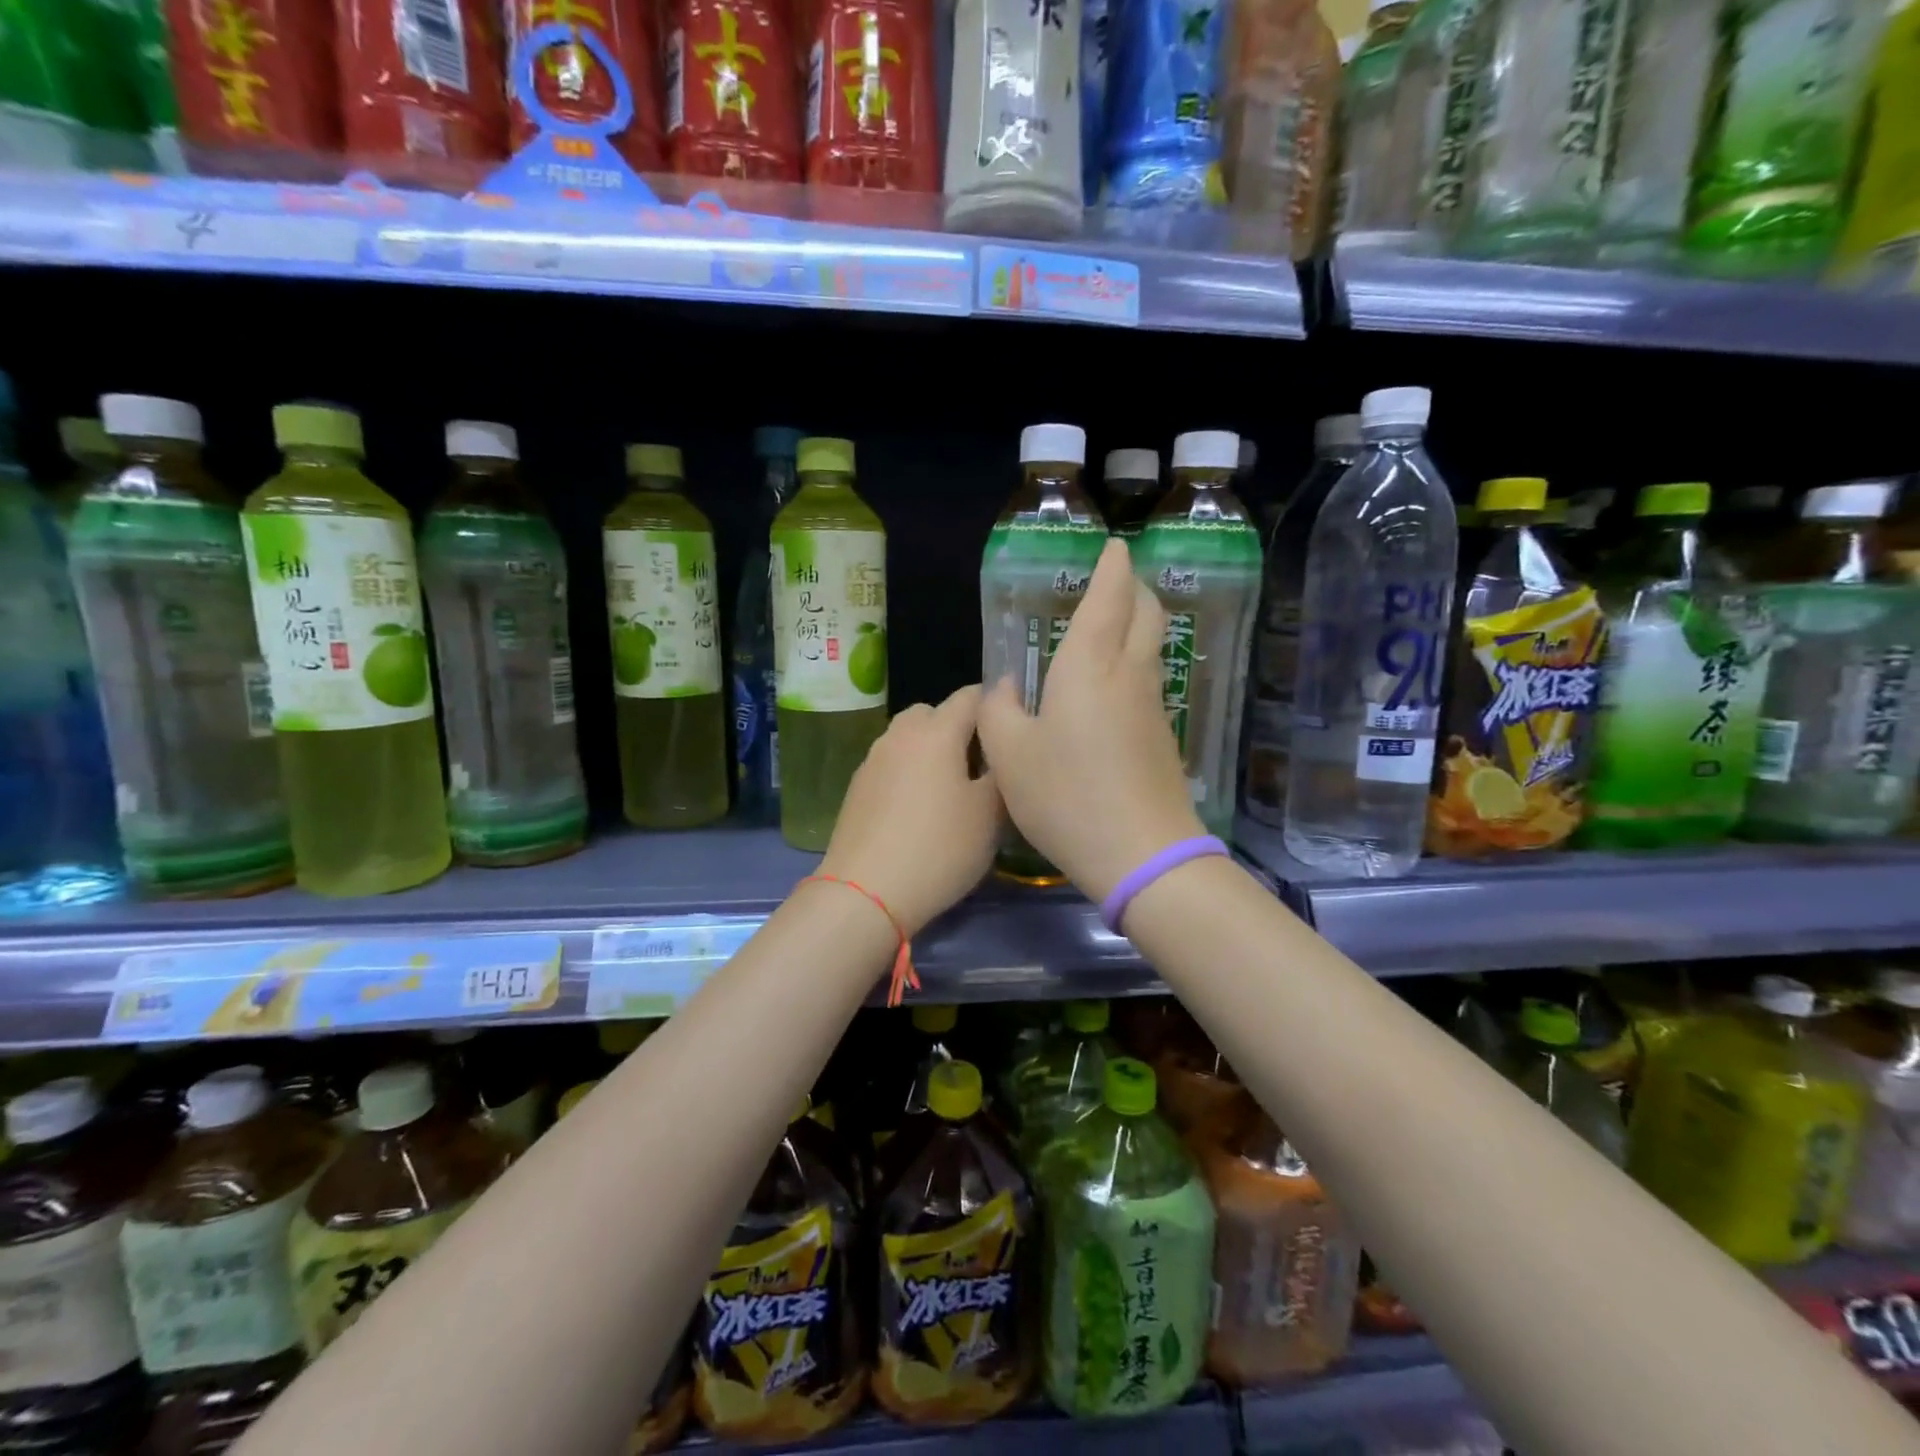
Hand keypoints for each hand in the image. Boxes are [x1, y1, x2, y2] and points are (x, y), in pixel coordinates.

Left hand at [818, 685, 1002, 936]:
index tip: (1010, 729)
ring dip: (930, 750)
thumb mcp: (990, 814)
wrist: (866, 892)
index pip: (970, 696)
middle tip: (979, 764)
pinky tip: (918, 810)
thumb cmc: (939, 848)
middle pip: (933, 713)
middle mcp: (900, 735)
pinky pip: (891, 764)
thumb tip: (1002, 752)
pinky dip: (908, 773)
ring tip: (949, 788)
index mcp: (936, 732)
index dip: (995, 705)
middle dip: (958, 727)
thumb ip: (1001, 773)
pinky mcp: (857, 788)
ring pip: (909, 738)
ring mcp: (873, 760)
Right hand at [978, 539, 1205, 904]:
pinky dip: (1135, 662)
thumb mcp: (1010, 755)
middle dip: (1134, 587)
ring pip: (1152, 647)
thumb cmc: (1067, 796)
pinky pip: (1149, 681)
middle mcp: (1129, 675)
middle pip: (1146, 613)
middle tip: (1117, 579)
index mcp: (1089, 665)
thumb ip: (998, 711)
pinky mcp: (1162, 738)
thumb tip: (1005, 686)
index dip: (1112, 568)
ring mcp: (1153, 708)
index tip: (1115, 547)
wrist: (1142, 855)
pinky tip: (1111, 685)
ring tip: (1112, 624)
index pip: (1109, 598)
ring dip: (1138, 623)